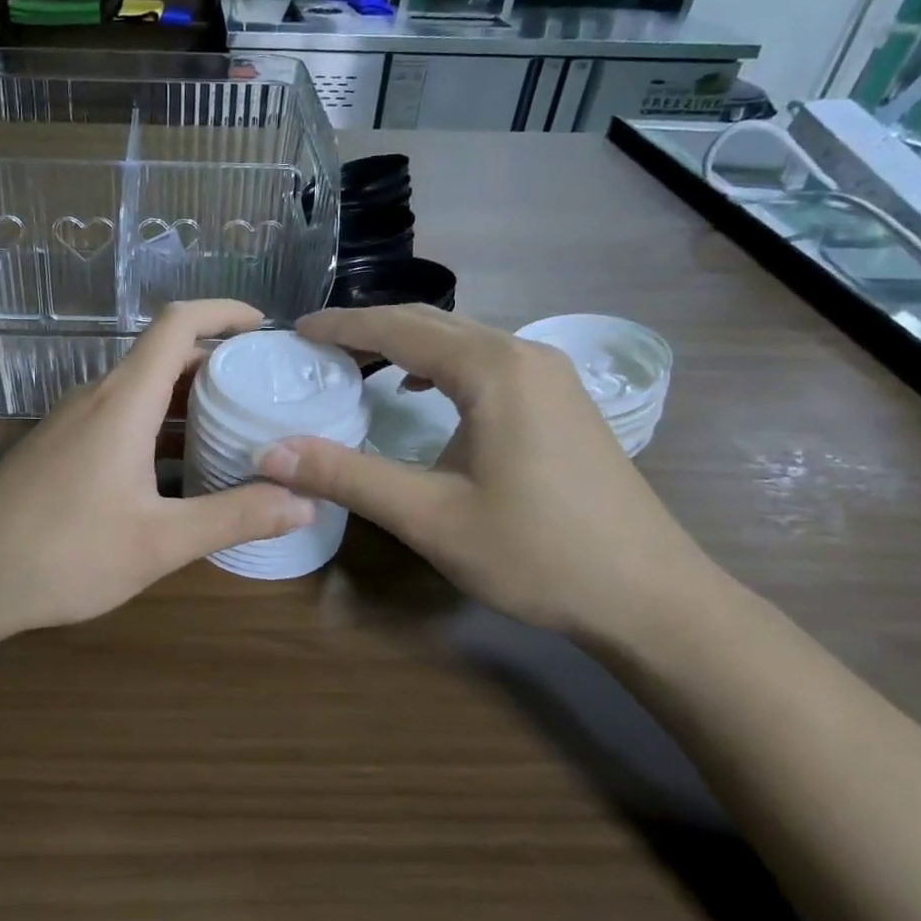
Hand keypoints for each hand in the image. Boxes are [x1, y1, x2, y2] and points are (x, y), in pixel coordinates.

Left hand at [0, 301, 314, 639]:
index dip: (223, 311)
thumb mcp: (158, 541)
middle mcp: (96, 398)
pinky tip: (177, 472)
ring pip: (140, 391)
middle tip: (265, 390)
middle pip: (162, 356)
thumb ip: (233, 517)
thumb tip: (305, 503)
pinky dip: (157, 428)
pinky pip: (118, 419)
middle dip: (216, 363)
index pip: (177, 323)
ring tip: (234, 428)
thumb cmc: (63, 552)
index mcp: (124, 401)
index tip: (265, 326)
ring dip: (186, 400)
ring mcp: (71, 423)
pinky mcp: (58, 449)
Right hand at [256, 306, 727, 640]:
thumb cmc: (537, 553)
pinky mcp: (562, 400)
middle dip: (369, 328)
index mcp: (492, 368)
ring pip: (461, 339)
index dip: (342, 325)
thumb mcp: (430, 517)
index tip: (295, 330)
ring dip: (405, 344)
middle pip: (432, 322)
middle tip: (316, 347)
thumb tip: (270, 453)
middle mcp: (524, 354)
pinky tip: (420, 392)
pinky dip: (439, 364)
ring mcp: (551, 375)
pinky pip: (486, 360)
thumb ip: (347, 476)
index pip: (399, 327)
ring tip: (357, 364)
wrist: (650, 597)